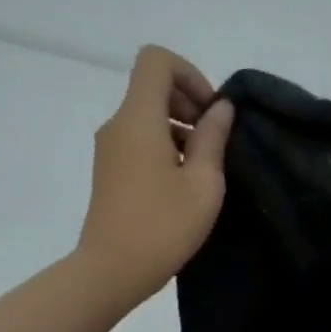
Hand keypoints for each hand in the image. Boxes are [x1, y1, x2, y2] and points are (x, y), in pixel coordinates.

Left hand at [78, 45, 234, 306]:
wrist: (112, 270)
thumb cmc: (163, 226)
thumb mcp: (203, 183)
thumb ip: (213, 139)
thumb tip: (220, 109)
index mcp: (139, 119)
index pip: (156, 61)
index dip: (190, 75)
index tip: (210, 113)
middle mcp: (118, 124)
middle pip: (152, 86)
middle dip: (188, 102)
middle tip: (214, 141)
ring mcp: (110, 148)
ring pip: (147, 115)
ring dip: (180, 128)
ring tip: (203, 168)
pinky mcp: (110, 169)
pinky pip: (139, 139)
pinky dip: (165, 146)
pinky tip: (183, 182)